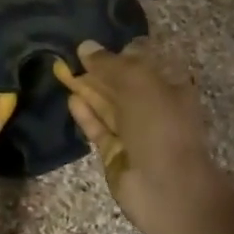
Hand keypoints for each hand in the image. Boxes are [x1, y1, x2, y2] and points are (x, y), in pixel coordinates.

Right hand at [53, 40, 217, 230]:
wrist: (168, 189)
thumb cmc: (160, 124)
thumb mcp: (138, 82)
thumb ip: (109, 63)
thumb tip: (85, 46)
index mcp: (171, 86)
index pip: (143, 63)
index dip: (119, 52)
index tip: (94, 44)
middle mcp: (154, 107)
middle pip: (122, 84)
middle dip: (99, 71)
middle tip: (70, 55)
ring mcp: (136, 133)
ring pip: (108, 106)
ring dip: (88, 90)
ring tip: (63, 72)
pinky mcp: (117, 155)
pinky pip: (100, 129)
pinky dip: (86, 115)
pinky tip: (71, 99)